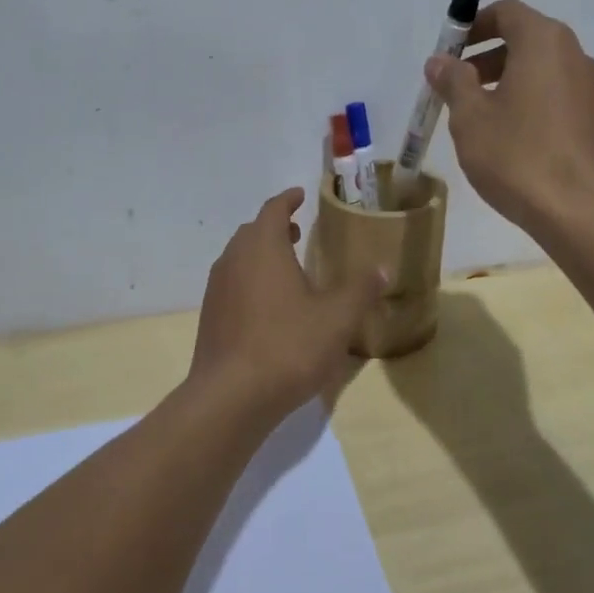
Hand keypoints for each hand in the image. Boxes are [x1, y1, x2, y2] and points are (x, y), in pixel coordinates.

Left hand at [188, 189, 386, 421]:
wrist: (231, 398)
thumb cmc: (288, 346)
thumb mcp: (337, 318)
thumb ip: (360, 289)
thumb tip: (382, 268)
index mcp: (263, 247)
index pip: (273, 209)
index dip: (288, 200)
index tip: (300, 195)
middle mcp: (234, 260)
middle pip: (253, 232)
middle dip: (275, 227)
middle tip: (297, 230)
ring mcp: (217, 289)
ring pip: (240, 258)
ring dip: (261, 254)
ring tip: (287, 267)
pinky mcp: (211, 318)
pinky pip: (233, 285)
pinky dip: (251, 281)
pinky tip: (270, 307)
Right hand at [426, 0, 593, 236]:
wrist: (585, 214)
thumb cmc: (520, 157)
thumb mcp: (471, 119)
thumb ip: (454, 82)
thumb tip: (440, 61)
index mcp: (545, 42)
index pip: (507, 12)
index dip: (474, 26)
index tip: (450, 52)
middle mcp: (577, 56)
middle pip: (527, 40)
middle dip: (488, 58)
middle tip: (458, 88)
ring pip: (544, 72)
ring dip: (509, 83)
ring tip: (481, 120)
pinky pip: (560, 98)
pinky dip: (533, 104)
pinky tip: (514, 143)